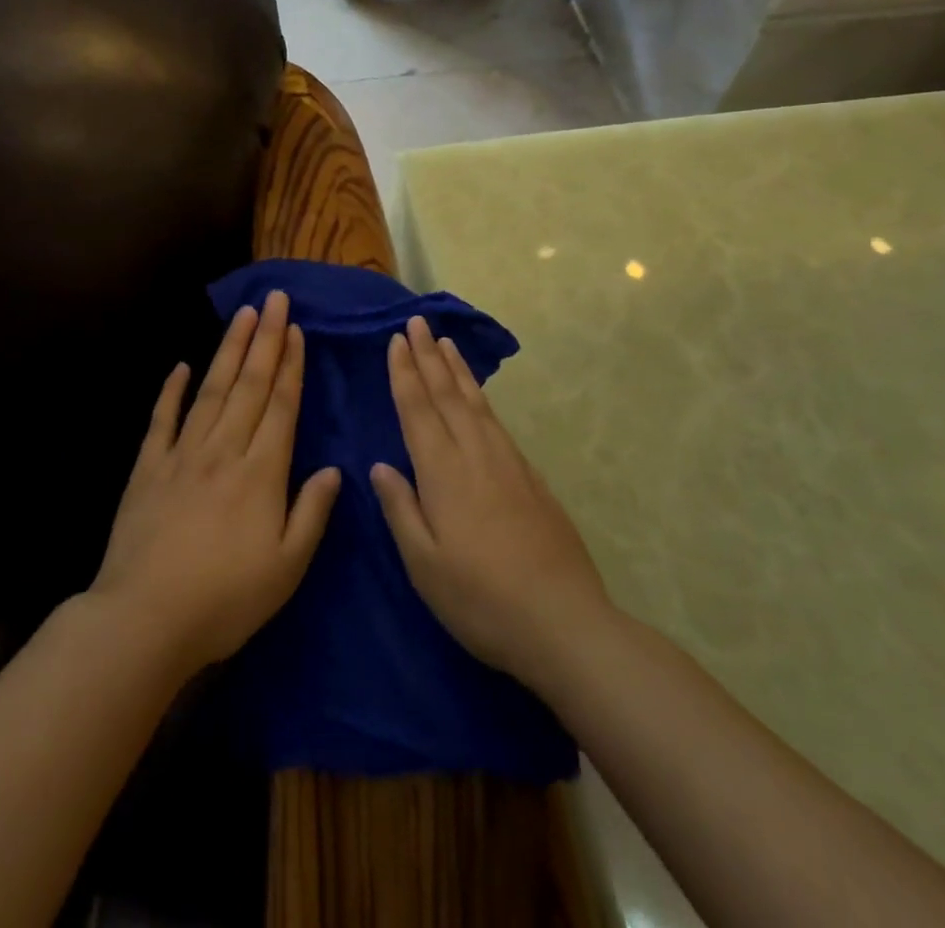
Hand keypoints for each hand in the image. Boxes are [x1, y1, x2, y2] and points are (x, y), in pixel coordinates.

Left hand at [90, 291, 340, 675]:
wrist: (145, 618)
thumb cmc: (225, 600)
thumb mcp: (287, 568)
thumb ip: (312, 513)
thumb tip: (334, 470)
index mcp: (261, 473)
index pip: (280, 406)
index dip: (290, 365)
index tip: (295, 329)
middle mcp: (223, 451)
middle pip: (248, 385)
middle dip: (264, 339)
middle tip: (273, 299)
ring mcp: (182, 455)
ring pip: (211, 391)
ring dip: (228, 351)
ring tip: (242, 315)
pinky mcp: (148, 468)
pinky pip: (162, 420)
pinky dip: (171, 391)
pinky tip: (181, 366)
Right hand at [372, 316, 612, 691]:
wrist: (563, 622)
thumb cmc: (480, 599)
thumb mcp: (424, 564)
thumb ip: (400, 509)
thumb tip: (381, 465)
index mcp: (442, 472)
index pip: (418, 409)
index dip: (405, 373)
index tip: (396, 340)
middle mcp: (475, 454)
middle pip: (447, 394)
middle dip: (428, 356)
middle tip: (417, 322)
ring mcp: (508, 463)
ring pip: (476, 402)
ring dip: (457, 370)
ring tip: (446, 342)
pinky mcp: (531, 478)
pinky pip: (497, 422)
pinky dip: (482, 398)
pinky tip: (479, 397)